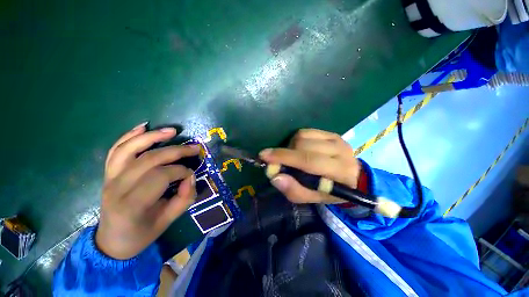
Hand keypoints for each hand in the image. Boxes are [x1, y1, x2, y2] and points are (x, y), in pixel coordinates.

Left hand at [95, 123, 198, 258]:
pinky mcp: (108, 173)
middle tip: (195, 148)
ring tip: (173, 131)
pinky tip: (143, 127)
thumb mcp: (168, 221)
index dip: (181, 171)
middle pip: (149, 159)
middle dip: (176, 151)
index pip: (161, 176)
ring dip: (153, 136)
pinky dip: (129, 136)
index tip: (191, 174)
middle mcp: (117, 187)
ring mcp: (109, 178)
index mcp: (132, 204)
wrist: (112, 241)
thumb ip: (184, 198)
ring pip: (130, 149)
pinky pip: (116, 150)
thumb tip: (190, 177)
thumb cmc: (141, 234)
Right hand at [259, 128, 360, 203]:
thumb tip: (274, 176)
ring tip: (292, 157)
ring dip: (291, 147)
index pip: (308, 160)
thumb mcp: (312, 198)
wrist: (350, 177)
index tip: (264, 156)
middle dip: (284, 153)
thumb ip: (294, 190)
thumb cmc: (330, 190)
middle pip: (303, 145)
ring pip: (302, 136)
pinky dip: (296, 140)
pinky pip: (306, 131)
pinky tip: (299, 149)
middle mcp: (341, 151)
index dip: (284, 157)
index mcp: (340, 172)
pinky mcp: (331, 133)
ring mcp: (336, 139)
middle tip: (276, 161)